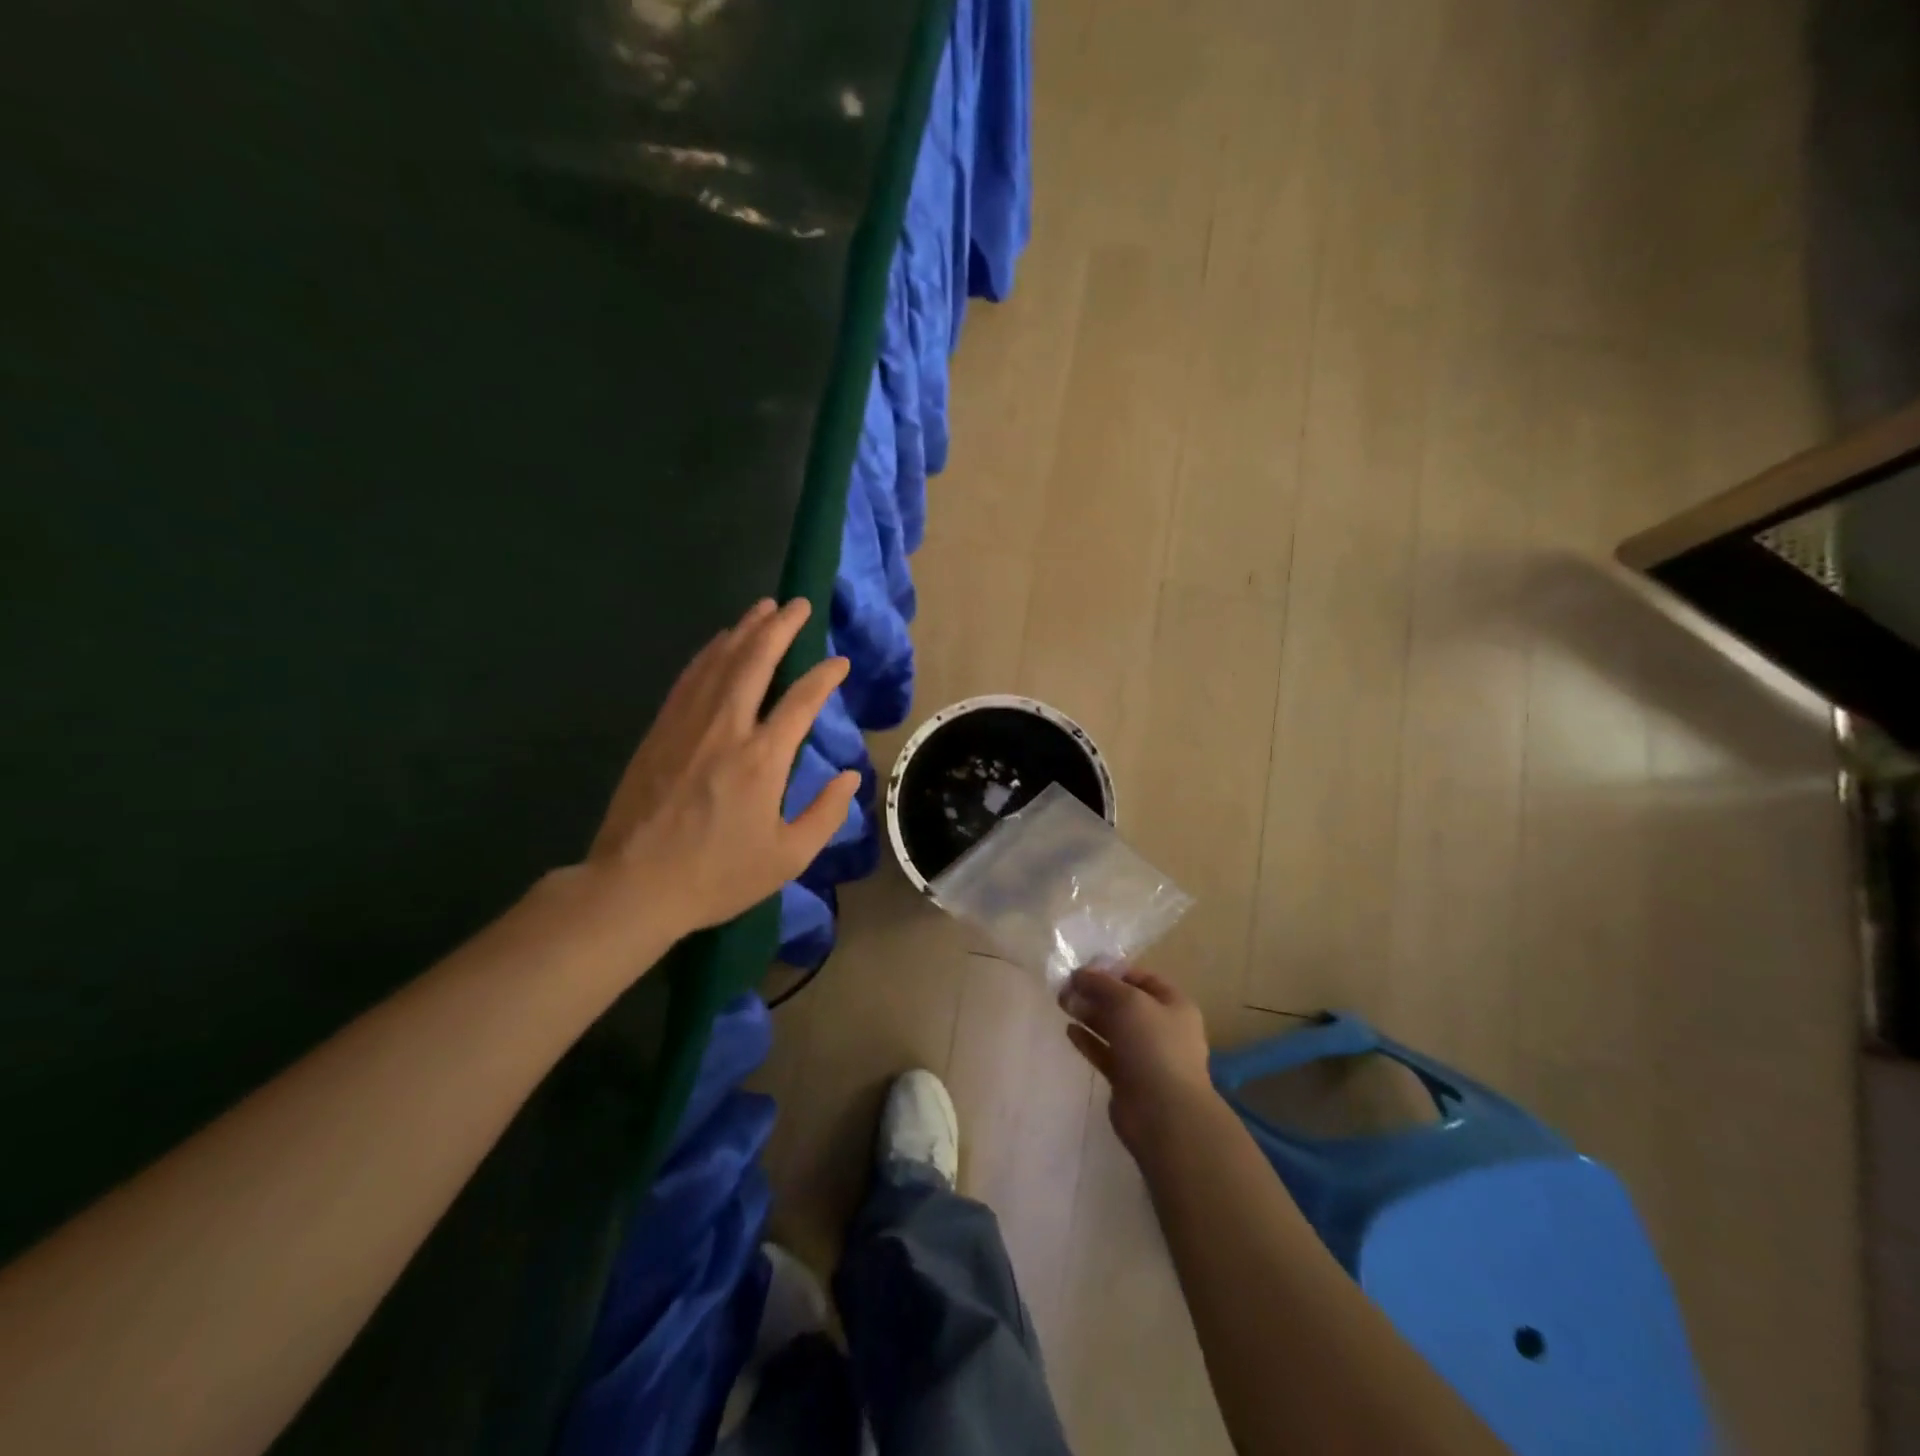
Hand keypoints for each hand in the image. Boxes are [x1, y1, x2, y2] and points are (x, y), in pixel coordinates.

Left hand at [587, 597, 859, 936]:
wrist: (634, 885)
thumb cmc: (717, 875)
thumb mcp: (787, 858)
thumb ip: (825, 814)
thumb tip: (850, 777)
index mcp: (762, 759)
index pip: (801, 701)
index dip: (824, 676)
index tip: (840, 662)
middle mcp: (726, 729)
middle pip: (755, 662)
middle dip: (780, 628)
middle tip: (799, 603)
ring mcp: (688, 725)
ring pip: (719, 662)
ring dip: (744, 630)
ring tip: (764, 608)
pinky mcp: (660, 731)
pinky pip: (689, 678)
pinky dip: (710, 654)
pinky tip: (720, 643)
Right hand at [1061, 968, 1213, 1152]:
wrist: (1164, 1114)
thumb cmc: (1153, 1046)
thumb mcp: (1128, 1001)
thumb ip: (1101, 984)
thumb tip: (1079, 974)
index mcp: (1173, 1005)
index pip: (1142, 978)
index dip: (1114, 971)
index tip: (1083, 970)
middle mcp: (1162, 1028)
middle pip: (1125, 1003)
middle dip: (1095, 993)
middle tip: (1064, 987)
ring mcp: (1145, 1055)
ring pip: (1113, 1028)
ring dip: (1088, 1014)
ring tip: (1062, 1004)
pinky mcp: (1128, 1079)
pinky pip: (1105, 1052)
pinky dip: (1088, 1040)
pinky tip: (1069, 1031)